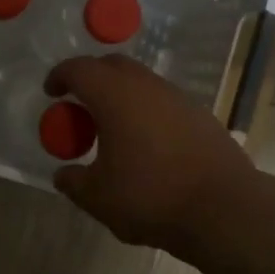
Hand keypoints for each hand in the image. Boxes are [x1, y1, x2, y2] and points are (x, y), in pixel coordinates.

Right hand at [45, 54, 256, 249]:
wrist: (223, 208)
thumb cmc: (151, 196)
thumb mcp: (99, 197)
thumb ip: (74, 182)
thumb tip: (63, 175)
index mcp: (114, 95)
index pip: (79, 69)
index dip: (60, 76)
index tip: (51, 92)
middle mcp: (146, 86)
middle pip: (112, 66)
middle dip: (91, 78)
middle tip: (79, 105)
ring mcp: (178, 98)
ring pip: (141, 82)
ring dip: (121, 95)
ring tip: (112, 127)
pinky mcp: (200, 115)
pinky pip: (163, 101)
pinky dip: (146, 110)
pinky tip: (146, 143)